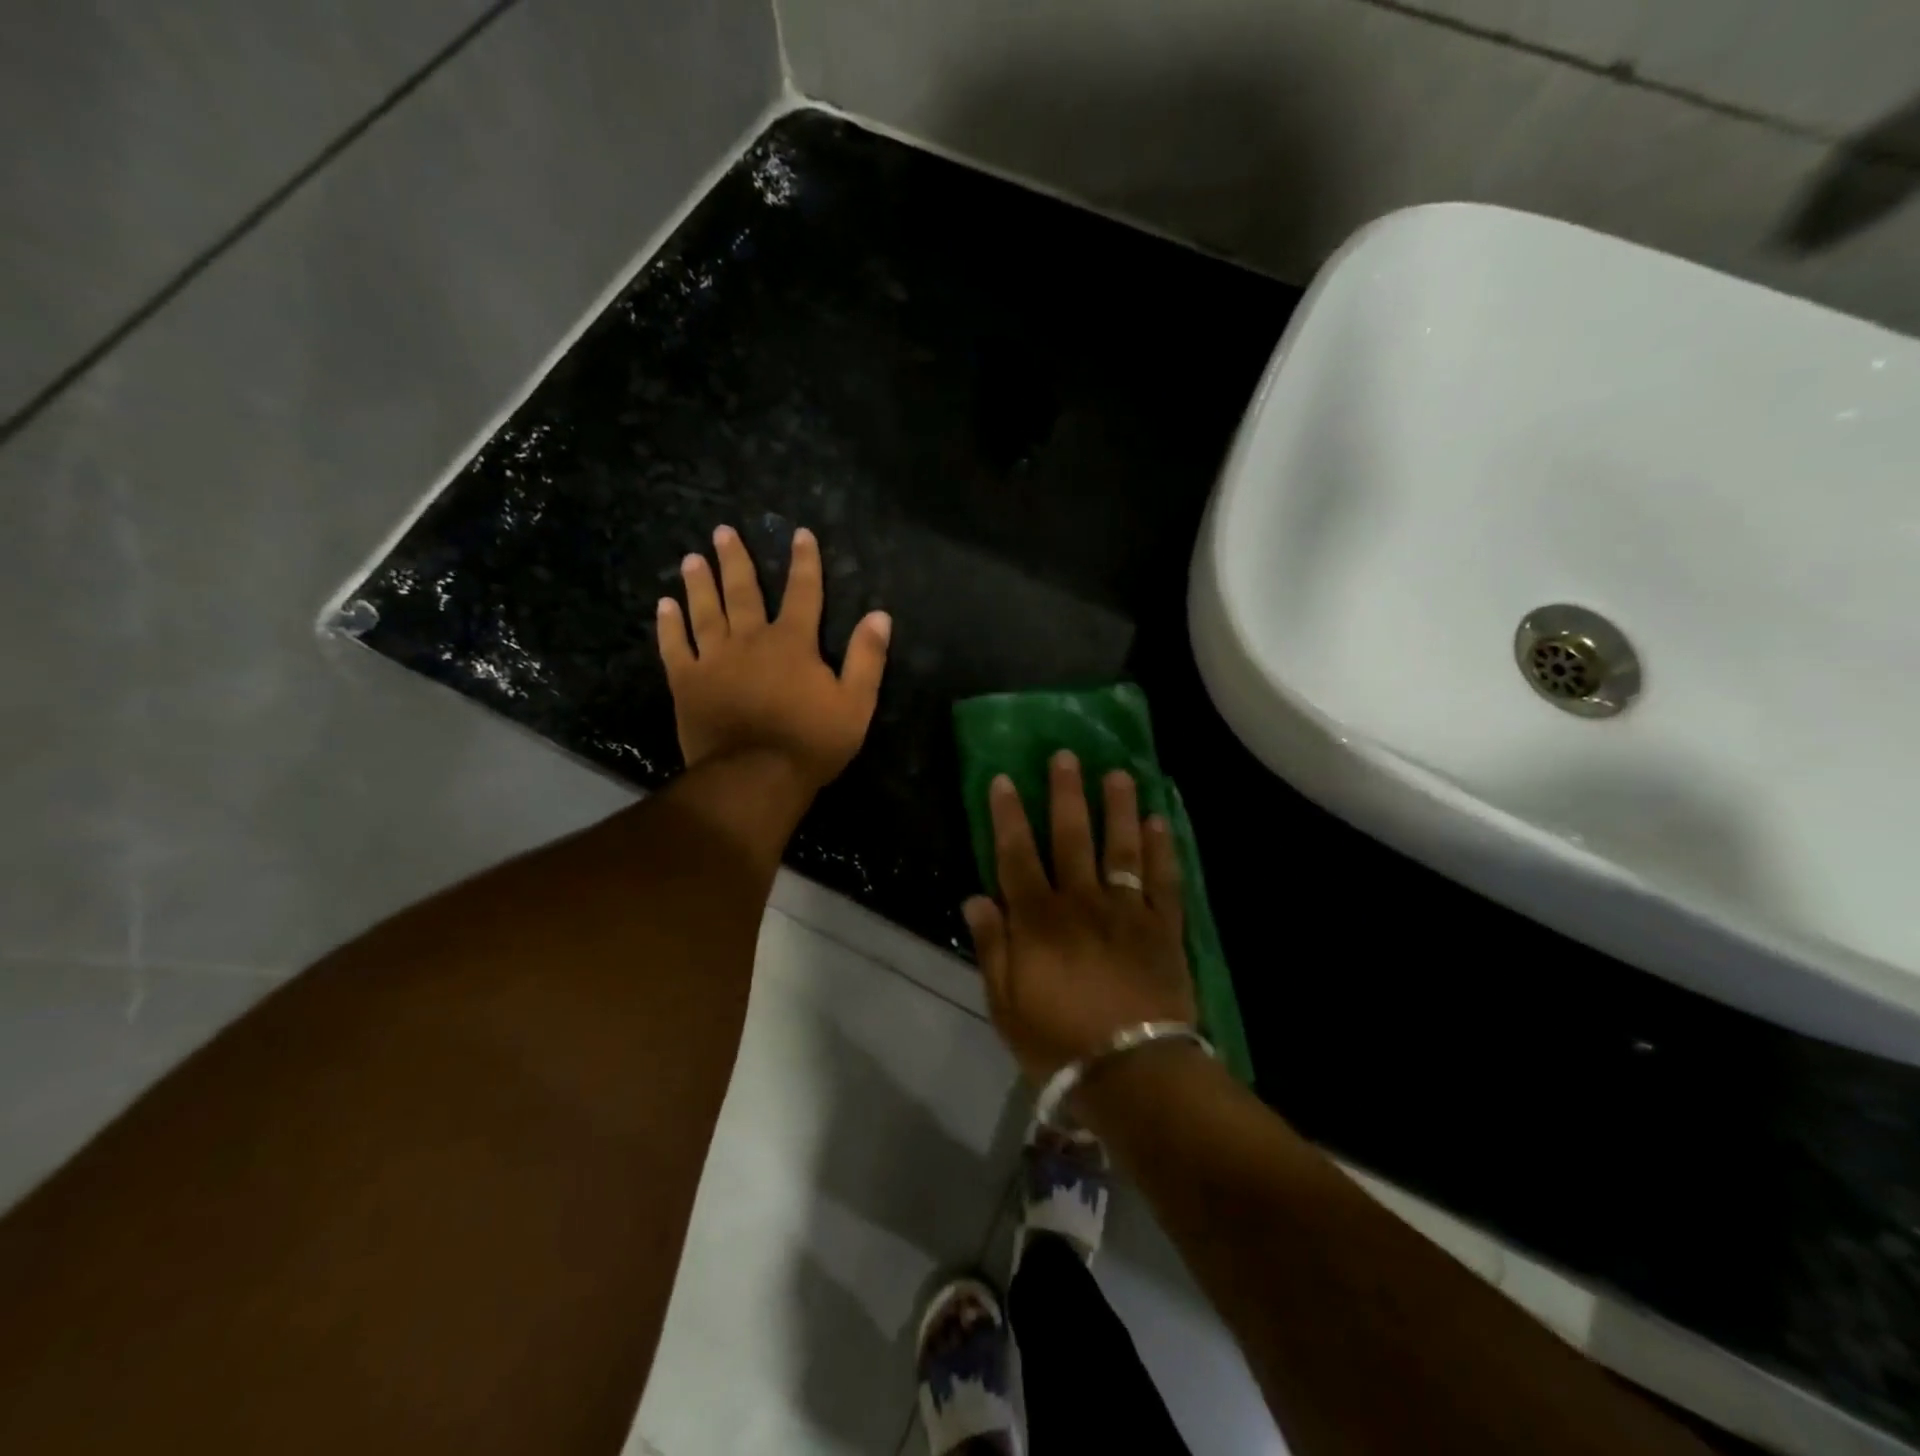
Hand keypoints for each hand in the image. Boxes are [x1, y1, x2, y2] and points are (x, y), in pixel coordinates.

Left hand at [657, 525, 890, 791]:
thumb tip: (880, 615)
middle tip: (722, 531)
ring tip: (692, 558)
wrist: (755, 778)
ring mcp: (714, 660)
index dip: (804, 562)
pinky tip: (664, 606)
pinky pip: (675, 647)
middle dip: (736, 560)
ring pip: (706, 612)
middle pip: (743, 592)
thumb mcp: (855, 704)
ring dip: (700, 583)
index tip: (800, 534)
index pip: (803, 592)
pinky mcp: (687, 683)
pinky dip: (669, 626)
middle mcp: (750, 640)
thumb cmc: (810, 743)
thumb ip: (866, 658)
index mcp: (792, 643)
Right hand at [964, 752, 1195, 1088]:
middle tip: (1066, 756)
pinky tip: (1160, 822)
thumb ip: (992, 948)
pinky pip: (1164, 880)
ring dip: (1119, 807)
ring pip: (1121, 847)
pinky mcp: (1163, 928)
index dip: (1007, 816)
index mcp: (1038, 920)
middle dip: (1065, 794)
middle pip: (1072, 837)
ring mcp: (1126, 911)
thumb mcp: (1006, 1005)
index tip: (1003, 778)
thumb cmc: (1059, 1043)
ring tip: (1119, 773)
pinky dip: (1163, 849)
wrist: (1134, 1072)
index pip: (1016, 855)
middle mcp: (1081, 902)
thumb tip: (976, 898)